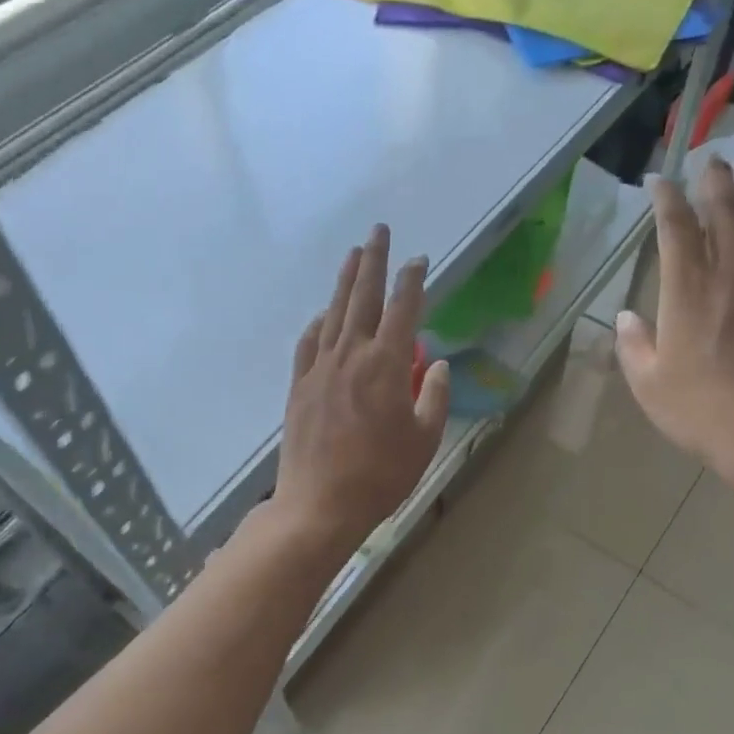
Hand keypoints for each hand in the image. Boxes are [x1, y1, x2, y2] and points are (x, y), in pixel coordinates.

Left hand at [269, 224, 450, 555]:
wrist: (320, 503)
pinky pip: (308, 343)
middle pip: (363, 297)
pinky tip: (322, 315)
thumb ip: (432, 396)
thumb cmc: (380, 475)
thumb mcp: (423, 439)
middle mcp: (351, 355)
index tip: (419, 259)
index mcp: (386, 365)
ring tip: (352, 255)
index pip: (403, 309)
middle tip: (378, 230)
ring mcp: (320, 368)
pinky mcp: (300, 385)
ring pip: (333, 313)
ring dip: (344, 281)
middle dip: (373, 260)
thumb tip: (434, 363)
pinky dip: (317, 323)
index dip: (412, 280)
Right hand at [616, 159, 733, 507]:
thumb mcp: (650, 386)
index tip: (660, 179)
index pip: (676, 230)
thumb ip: (634, 346)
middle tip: (712, 158)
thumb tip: (626, 318)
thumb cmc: (705, 414)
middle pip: (726, 215)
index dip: (667, 200)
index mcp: (689, 293)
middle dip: (716, 183)